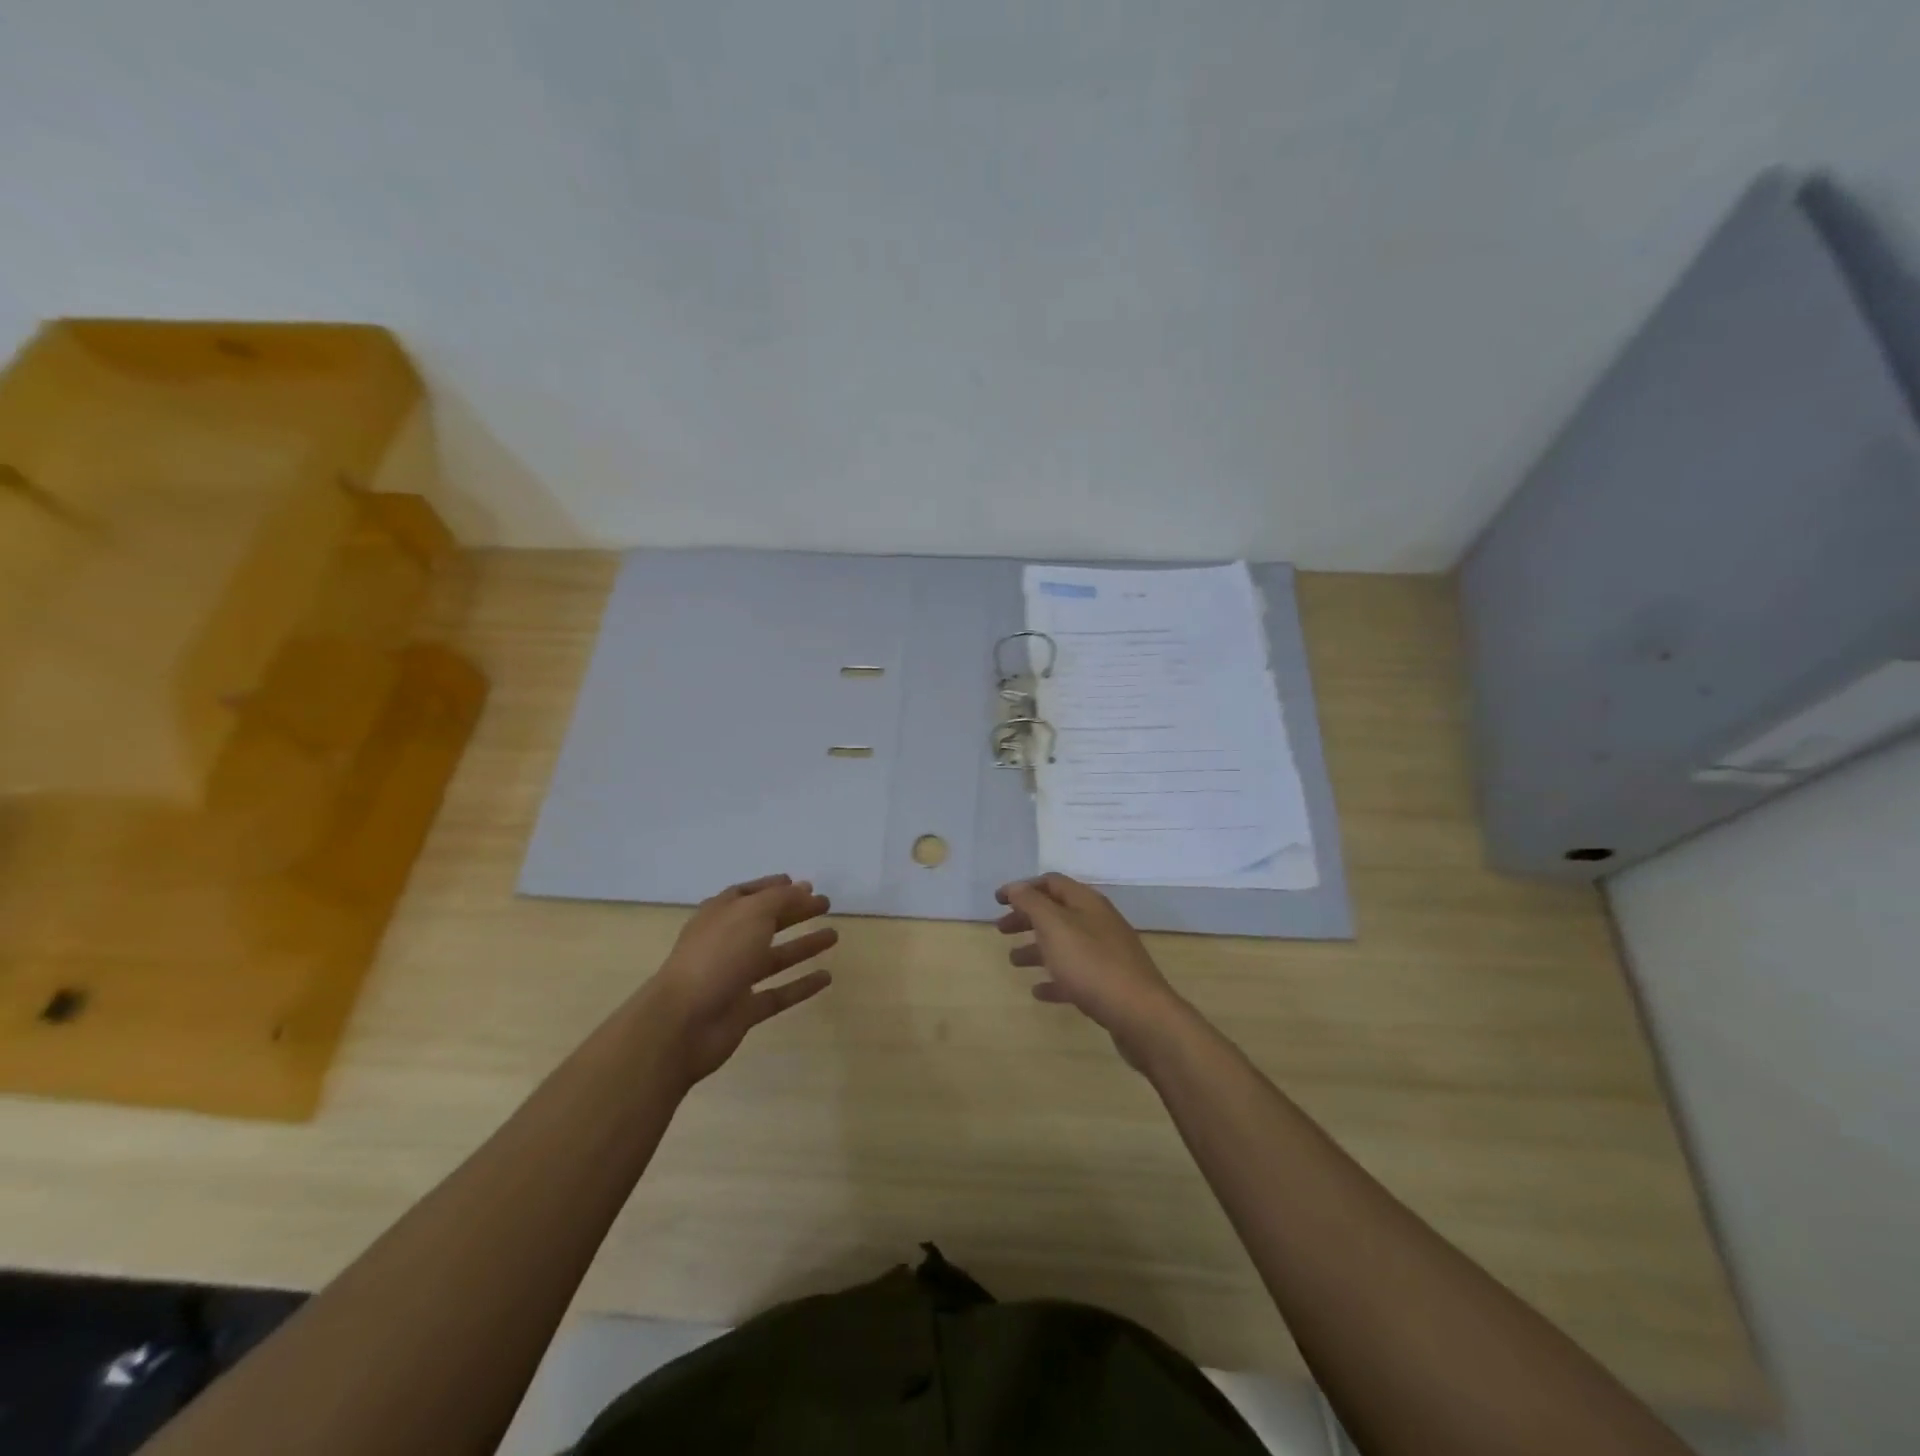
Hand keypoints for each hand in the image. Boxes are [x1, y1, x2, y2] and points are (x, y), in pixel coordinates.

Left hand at [644, 874, 836, 1087]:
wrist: (683, 1023)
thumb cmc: (717, 955)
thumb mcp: (752, 913)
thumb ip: (781, 899)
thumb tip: (803, 890)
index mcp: (720, 915)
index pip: (748, 893)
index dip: (773, 887)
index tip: (801, 883)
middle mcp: (726, 943)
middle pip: (765, 922)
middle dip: (794, 912)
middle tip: (825, 905)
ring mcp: (734, 978)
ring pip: (775, 957)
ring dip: (803, 946)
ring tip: (834, 936)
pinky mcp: (744, 1010)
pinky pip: (779, 994)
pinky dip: (802, 985)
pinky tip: (827, 978)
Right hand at [996, 874, 1184, 1070]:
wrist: (1140, 1014)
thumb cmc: (1092, 964)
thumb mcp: (1055, 926)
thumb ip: (1032, 904)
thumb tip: (1016, 887)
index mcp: (1087, 903)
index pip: (1051, 883)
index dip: (1023, 888)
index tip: (998, 901)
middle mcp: (1098, 922)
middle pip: (1057, 912)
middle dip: (1027, 918)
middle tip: (1001, 930)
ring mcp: (1106, 953)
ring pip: (1065, 944)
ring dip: (1037, 948)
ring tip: (1014, 961)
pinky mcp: (1109, 983)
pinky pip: (1076, 975)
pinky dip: (1055, 978)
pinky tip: (1039, 991)